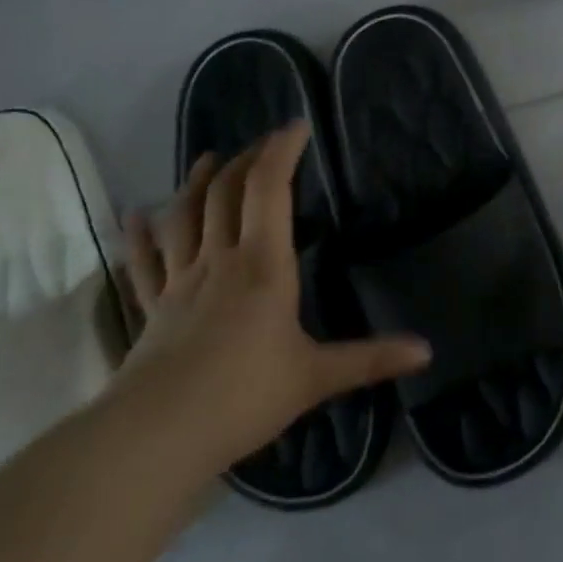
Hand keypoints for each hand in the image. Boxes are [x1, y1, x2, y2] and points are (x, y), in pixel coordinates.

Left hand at [115, 122, 430, 471]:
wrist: (157, 434)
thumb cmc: (244, 395)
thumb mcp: (317, 377)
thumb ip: (371, 359)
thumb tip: (428, 351)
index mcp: (263, 266)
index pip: (270, 190)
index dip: (281, 153)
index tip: (296, 127)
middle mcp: (220, 261)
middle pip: (227, 194)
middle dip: (247, 161)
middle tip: (264, 144)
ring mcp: (180, 283)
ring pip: (185, 217)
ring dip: (198, 183)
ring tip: (211, 158)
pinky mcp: (153, 309)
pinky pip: (145, 263)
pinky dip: (141, 236)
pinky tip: (135, 216)